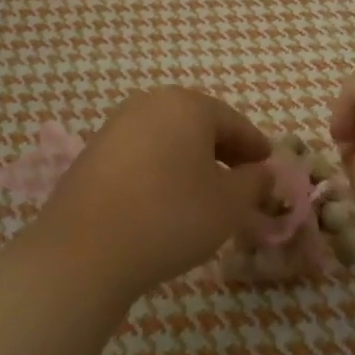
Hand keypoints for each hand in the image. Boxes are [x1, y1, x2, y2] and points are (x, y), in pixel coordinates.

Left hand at [25, 87, 272, 304]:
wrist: (85, 250)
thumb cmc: (171, 217)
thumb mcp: (229, 204)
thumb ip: (254, 182)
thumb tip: (263, 172)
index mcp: (187, 105)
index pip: (233, 122)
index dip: (255, 147)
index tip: (269, 167)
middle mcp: (149, 104)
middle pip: (198, 124)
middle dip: (223, 151)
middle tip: (241, 180)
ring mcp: (116, 127)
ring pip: (168, 139)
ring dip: (191, 161)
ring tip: (205, 194)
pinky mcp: (93, 153)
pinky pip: (141, 154)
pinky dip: (161, 170)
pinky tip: (166, 200)